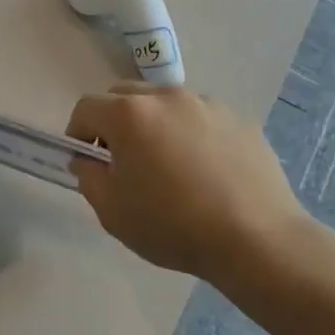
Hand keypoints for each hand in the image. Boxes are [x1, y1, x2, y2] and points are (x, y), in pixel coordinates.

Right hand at [65, 84, 308, 282]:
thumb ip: (88, 176)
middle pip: (125, 96)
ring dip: (154, 125)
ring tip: (169, 166)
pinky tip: (205, 172)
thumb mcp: (112, 211)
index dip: (77, 133)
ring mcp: (207, 104)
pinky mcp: (239, 119)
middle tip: (123, 160)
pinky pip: (201, 119)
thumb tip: (88, 159)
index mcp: (129, 114)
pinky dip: (191, 135)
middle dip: (114, 122)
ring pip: (165, 104)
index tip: (87, 161)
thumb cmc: (173, 225)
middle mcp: (167, 96)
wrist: (256, 238)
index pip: (86, 108)